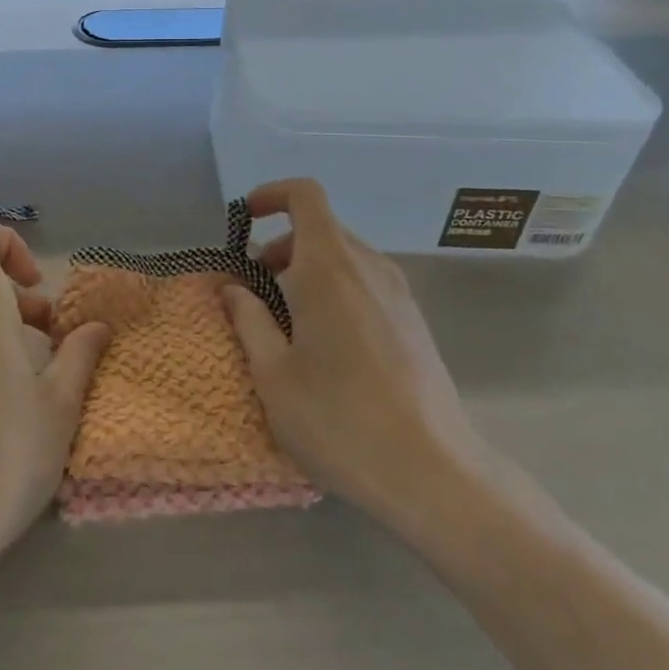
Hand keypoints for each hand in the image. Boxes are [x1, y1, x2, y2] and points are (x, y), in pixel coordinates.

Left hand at [0, 217, 109, 571]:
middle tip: (55, 347)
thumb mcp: (59, 406)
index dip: (9, 242)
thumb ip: (80, 355)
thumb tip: (96, 326)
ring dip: (7, 333)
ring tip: (39, 384)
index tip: (38, 288)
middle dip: (23, 301)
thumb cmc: (3, 457)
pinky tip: (4, 412)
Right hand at [221, 179, 493, 545]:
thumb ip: (248, 320)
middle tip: (252, 291)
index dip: (271, 195)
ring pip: (343, 256)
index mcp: (330, 268)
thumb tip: (234, 288)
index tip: (243, 222)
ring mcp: (398, 294)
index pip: (306, 196)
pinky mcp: (413, 321)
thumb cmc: (340, 421)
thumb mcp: (273, 375)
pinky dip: (334, 289)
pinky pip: (364, 282)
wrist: (435, 474)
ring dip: (305, 270)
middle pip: (320, 228)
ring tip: (284, 322)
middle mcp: (369, 267)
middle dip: (279, 246)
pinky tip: (324, 344)